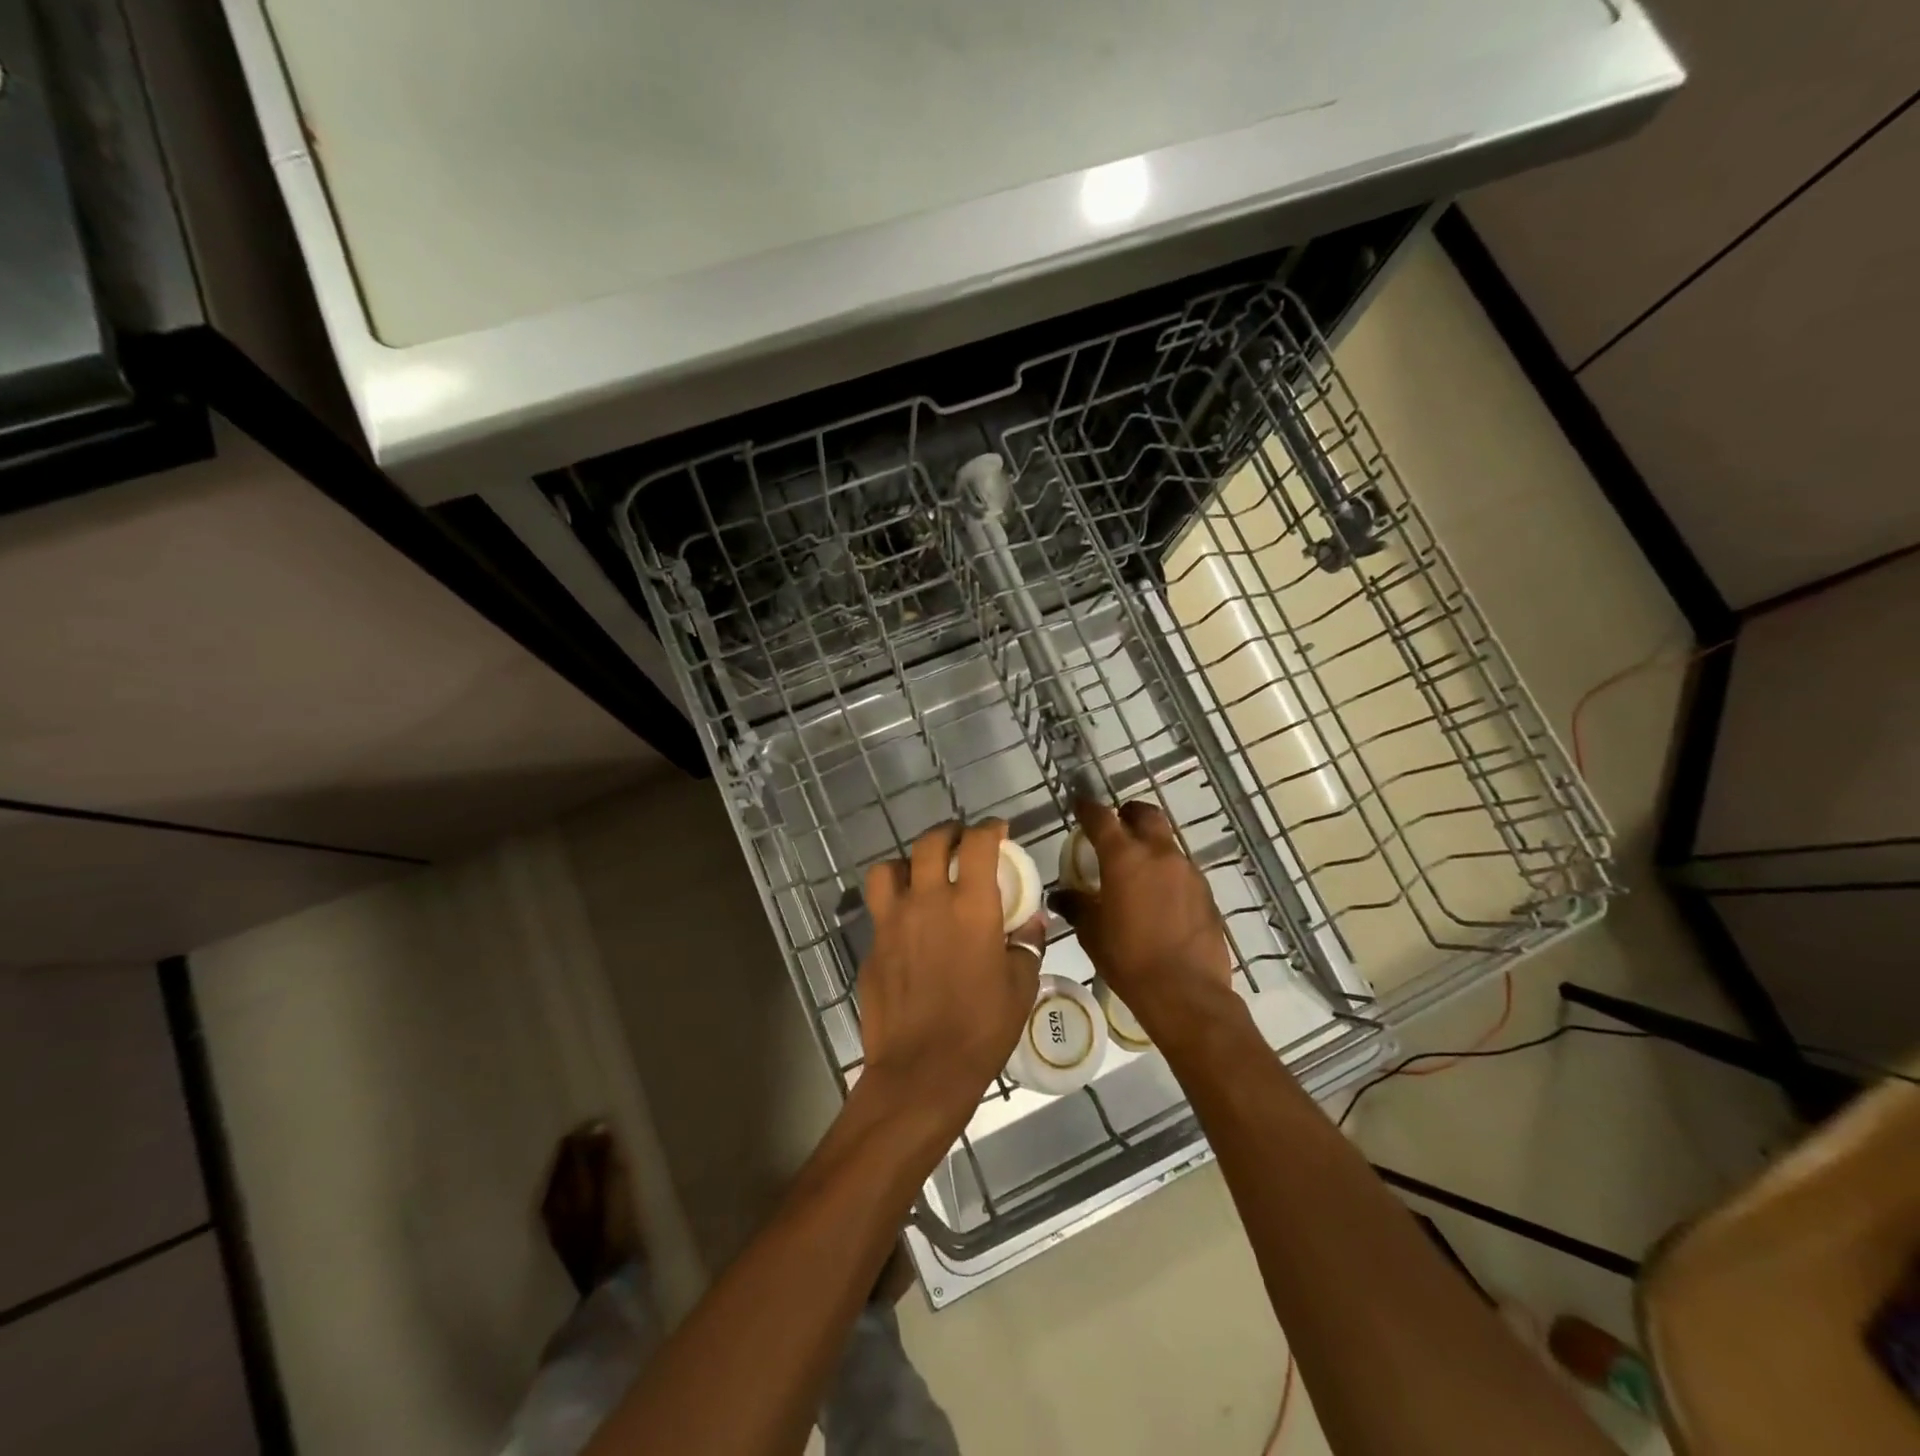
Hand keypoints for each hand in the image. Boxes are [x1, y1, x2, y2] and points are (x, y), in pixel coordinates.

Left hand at [854, 821, 1043, 1145]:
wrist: (921, 1071)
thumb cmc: (981, 1029)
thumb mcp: (1020, 986)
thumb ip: (1026, 945)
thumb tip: (1031, 922)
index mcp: (970, 906)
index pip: (977, 844)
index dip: (990, 829)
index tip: (998, 831)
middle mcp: (927, 901)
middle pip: (929, 843)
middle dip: (948, 833)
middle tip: (961, 842)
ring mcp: (892, 922)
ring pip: (889, 868)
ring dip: (908, 863)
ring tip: (921, 875)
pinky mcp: (872, 946)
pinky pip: (879, 910)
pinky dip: (894, 904)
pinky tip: (907, 926)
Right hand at [1050, 800, 1234, 1041]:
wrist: (1186, 993)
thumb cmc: (1129, 959)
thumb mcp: (1092, 933)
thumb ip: (1076, 905)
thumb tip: (1061, 895)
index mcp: (1124, 857)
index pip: (1102, 818)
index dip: (1088, 808)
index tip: (1079, 805)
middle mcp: (1159, 854)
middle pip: (1145, 814)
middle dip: (1128, 814)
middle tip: (1115, 826)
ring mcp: (1188, 871)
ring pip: (1166, 842)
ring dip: (1150, 844)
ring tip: (1136, 868)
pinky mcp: (1206, 892)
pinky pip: (1181, 870)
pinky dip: (1167, 872)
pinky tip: (1159, 897)